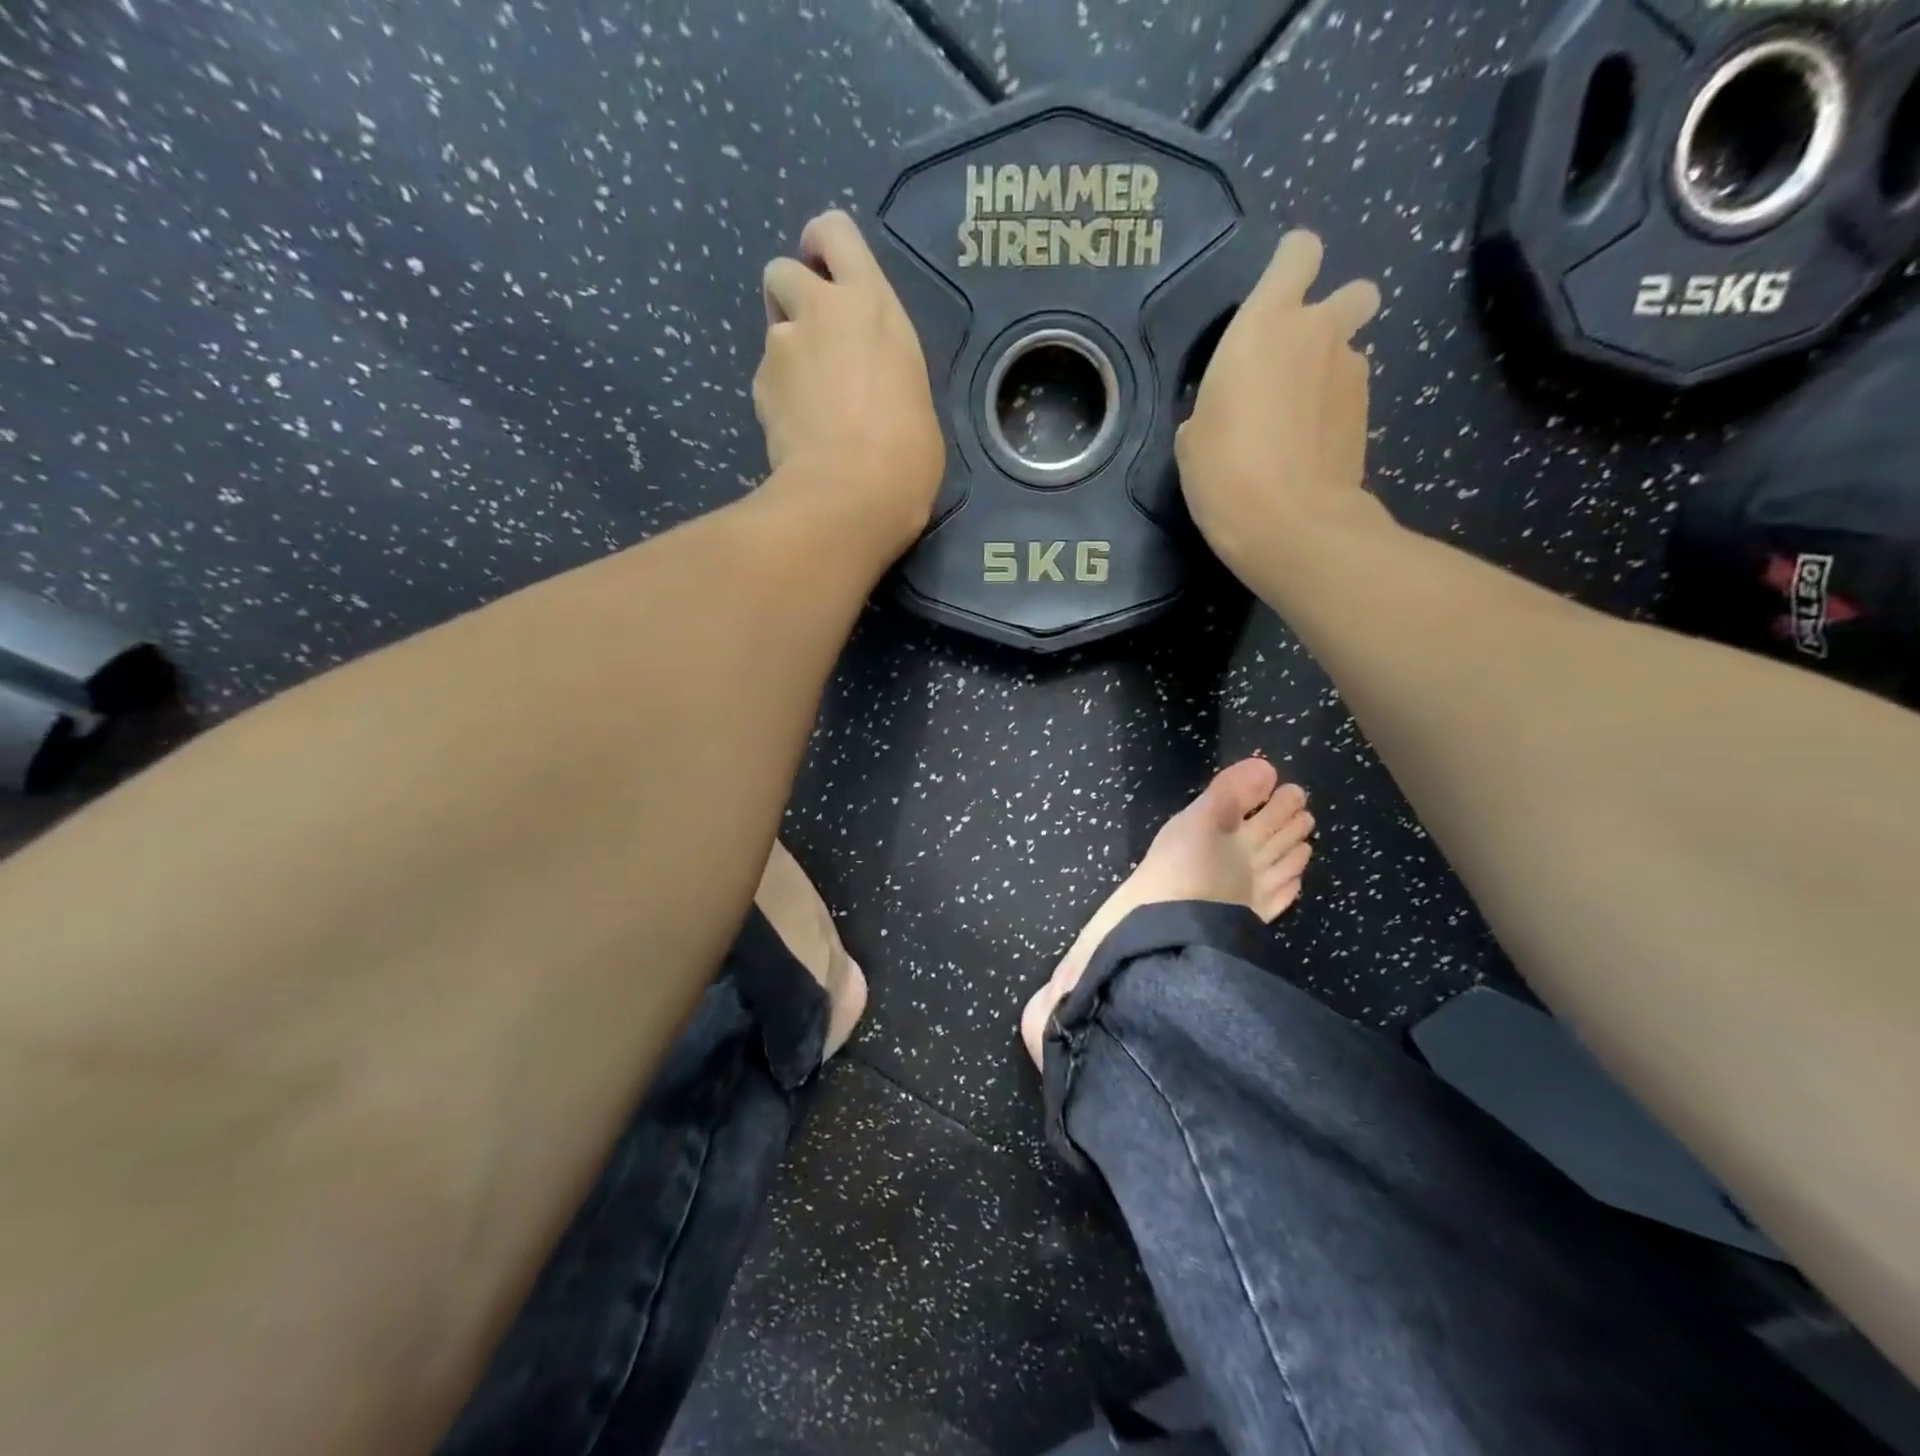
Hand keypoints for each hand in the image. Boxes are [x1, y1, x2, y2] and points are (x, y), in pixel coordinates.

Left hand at [755, 211, 944, 555]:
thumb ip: (885, 369)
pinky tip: (798, 433)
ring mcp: (782, 347)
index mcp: (871, 304)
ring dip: (786, 353)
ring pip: (772, 330)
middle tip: (815, 340)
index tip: (826, 269)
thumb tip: (871, 386)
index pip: (834, 233)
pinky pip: (767, 381)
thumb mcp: (913, 395)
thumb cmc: (906, 452)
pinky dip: (779, 398)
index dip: (822, 245)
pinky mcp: (760, 387)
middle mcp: (821, 311)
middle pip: (783, 269)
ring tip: (809, 402)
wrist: (851, 494)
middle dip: (792, 297)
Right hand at [1176, 230, 1381, 574]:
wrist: (1288, 522)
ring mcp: (1352, 373)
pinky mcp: (1369, 414)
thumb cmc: (1223, 470)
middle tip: (1299, 361)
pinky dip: (1331, 414)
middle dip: (1334, 315)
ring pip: (1348, 354)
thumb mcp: (1195, 433)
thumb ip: (1222, 398)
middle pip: (1353, 293)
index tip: (1275, 299)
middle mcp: (1319, 332)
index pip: (1299, 253)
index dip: (1290, 268)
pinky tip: (1307, 450)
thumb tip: (1239, 406)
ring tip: (1296, 425)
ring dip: (1327, 375)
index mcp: (1266, 323)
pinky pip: (1348, 398)